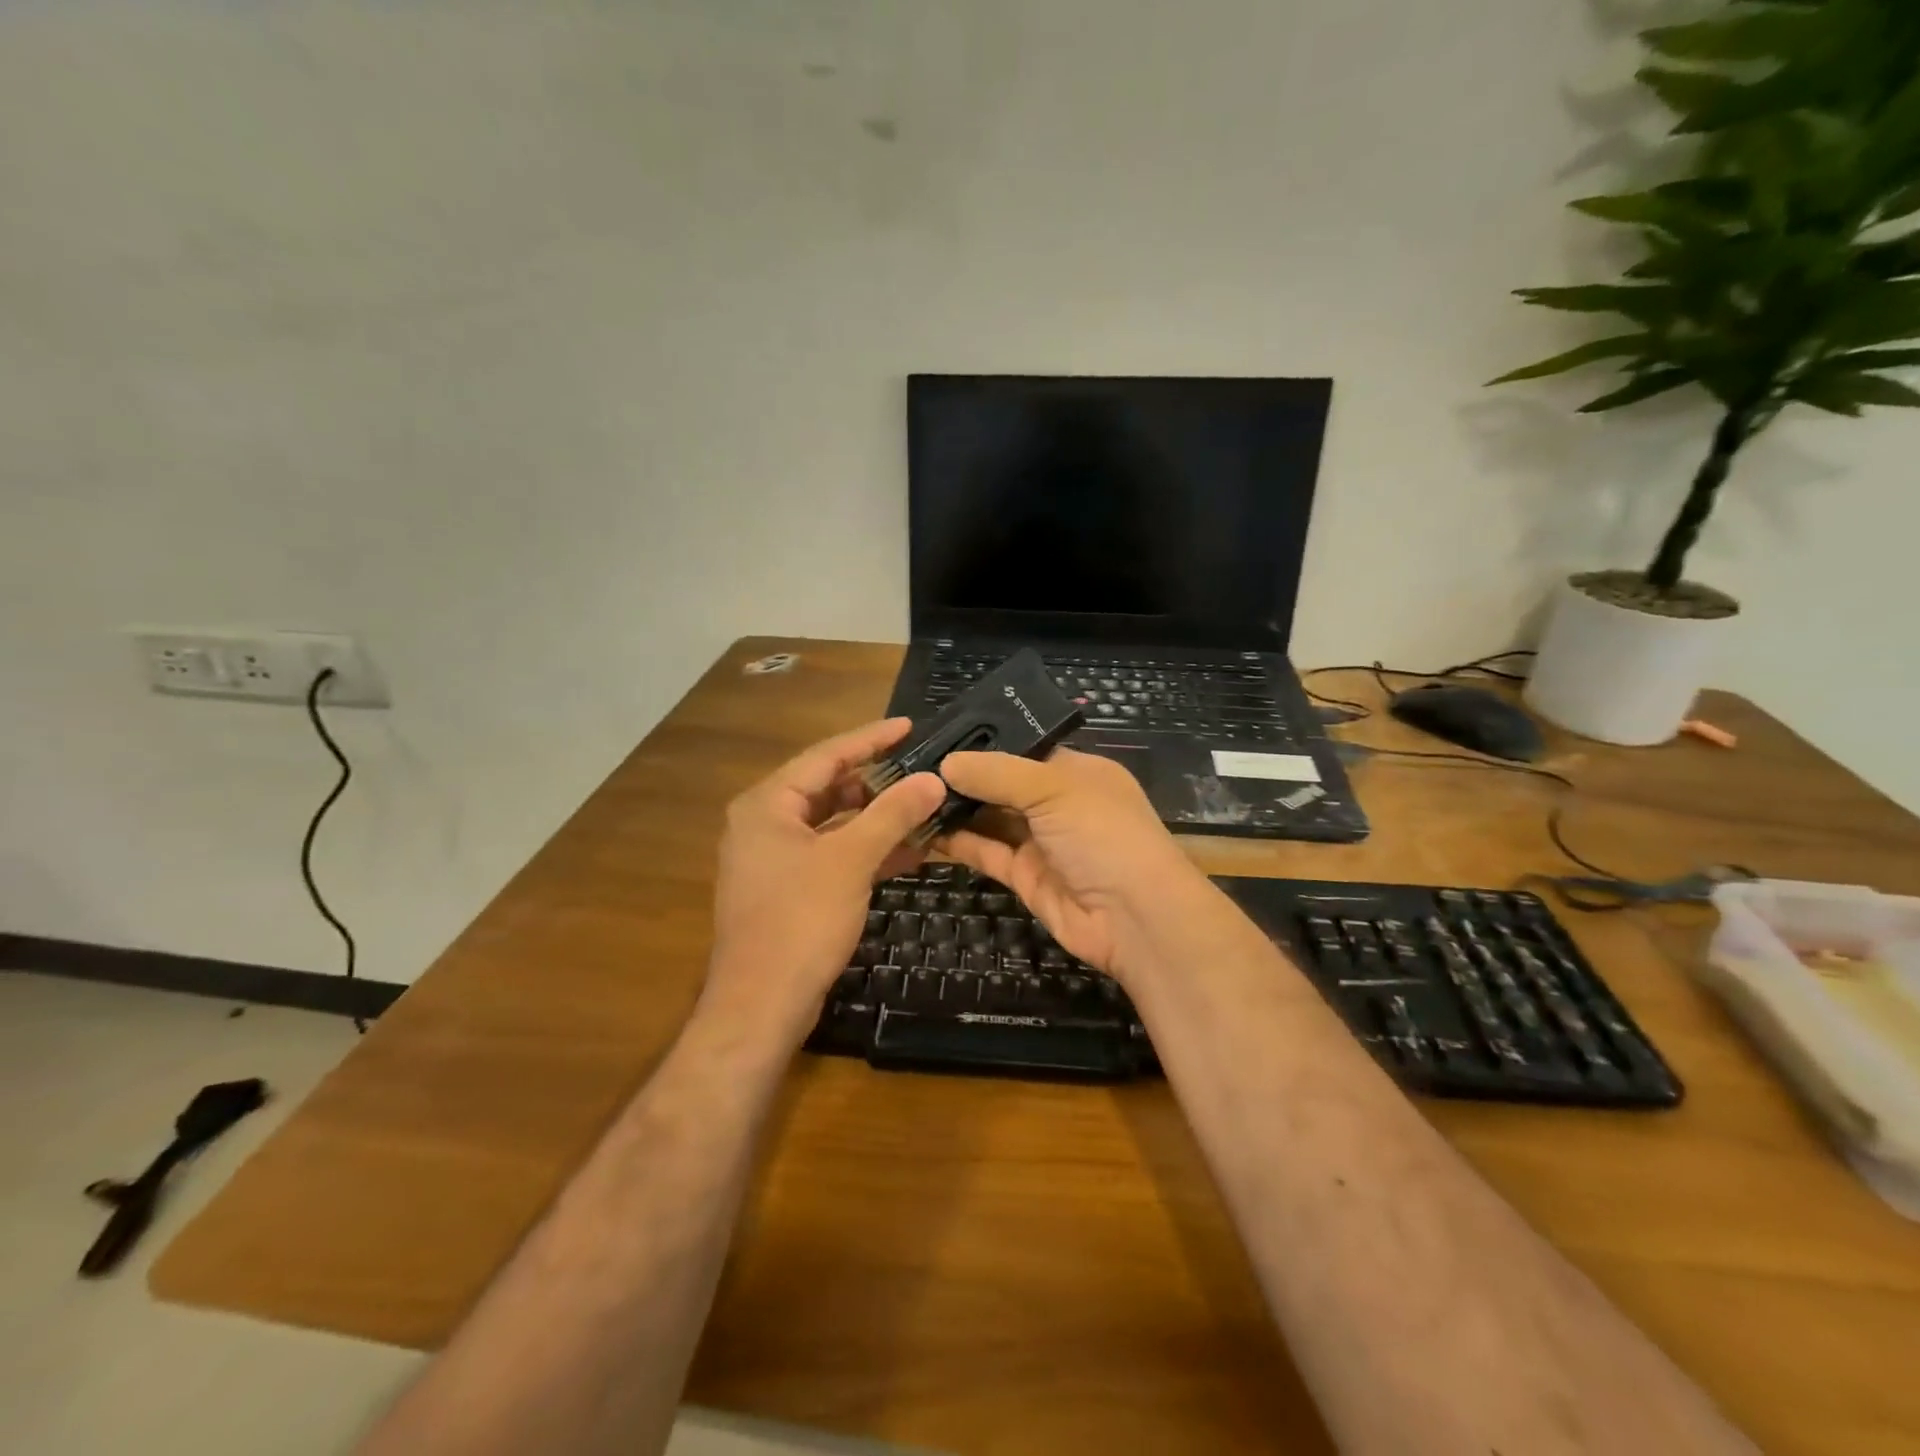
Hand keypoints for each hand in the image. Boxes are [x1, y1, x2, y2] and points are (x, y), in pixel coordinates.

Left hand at [708, 719, 945, 1035]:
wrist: (761, 1005)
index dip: (871, 738)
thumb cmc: (800, 921)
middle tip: (922, 771)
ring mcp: (775, 858)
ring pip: (833, 824)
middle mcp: (765, 823)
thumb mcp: (851, 860)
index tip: (909, 725)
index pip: (826, 755)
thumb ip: (893, 814)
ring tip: (924, 809)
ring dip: (877, 819)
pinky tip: (908, 852)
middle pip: (829, 788)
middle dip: (878, 782)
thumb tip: (933, 779)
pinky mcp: (788, 889)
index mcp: (768, 804)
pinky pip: (832, 854)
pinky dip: (866, 850)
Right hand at [936, 749, 1210, 983]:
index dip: (984, 742)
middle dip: (963, 776)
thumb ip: (998, 773)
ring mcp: (1041, 841)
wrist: (1135, 919)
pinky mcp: (1025, 877)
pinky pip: (986, 851)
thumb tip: (946, 762)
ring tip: (907, 792)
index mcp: (1077, 772)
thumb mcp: (1054, 789)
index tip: (937, 736)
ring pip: (990, 818)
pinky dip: (957, 841)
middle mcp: (1058, 803)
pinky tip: (922, 827)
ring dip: (955, 808)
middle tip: (909, 765)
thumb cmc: (1103, 835)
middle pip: (1003, 784)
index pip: (1024, 748)